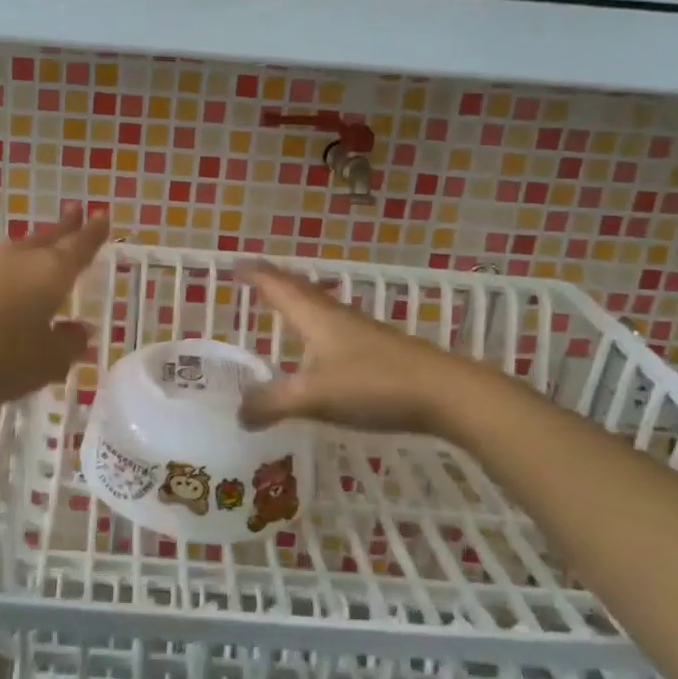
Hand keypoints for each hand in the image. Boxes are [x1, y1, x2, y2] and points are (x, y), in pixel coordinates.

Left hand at [0, 205, 109, 409]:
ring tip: (47, 241)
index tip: (103, 214)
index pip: (79, 247)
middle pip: (49, 238)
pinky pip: (0, 267)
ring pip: (22, 249)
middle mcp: (21, 261)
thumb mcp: (46, 362)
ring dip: (38, 242)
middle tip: (78, 210)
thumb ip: (68, 345)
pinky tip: (11, 279)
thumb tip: (77, 331)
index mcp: (50, 273)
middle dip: (66, 227)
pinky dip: (14, 267)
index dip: (93, 233)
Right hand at [236, 262, 455, 435]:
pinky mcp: (377, 348)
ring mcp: (360, 331)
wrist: (445, 393)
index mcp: (314, 316)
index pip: (277, 285)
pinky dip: (315, 326)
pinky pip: (334, 327)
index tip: (233, 264)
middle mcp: (335, 315)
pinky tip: (319, 347)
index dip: (254, 274)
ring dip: (296, 301)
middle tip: (252, 278)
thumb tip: (238, 413)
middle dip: (274, 281)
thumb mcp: (313, 398)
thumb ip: (272, 404)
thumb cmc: (373, 384)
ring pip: (319, 307)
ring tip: (281, 307)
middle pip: (299, 289)